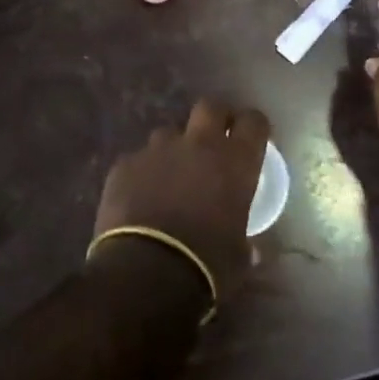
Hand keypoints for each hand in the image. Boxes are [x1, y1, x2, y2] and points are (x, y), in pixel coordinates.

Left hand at [91, 99, 269, 315]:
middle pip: (210, 107)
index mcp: (235, 161)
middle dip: (215, 118)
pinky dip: (143, 172)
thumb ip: (245, 243)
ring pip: (169, 132)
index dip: (254, 127)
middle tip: (215, 140)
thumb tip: (251, 249)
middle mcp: (198, 144)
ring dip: (175, 148)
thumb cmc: (207, 264)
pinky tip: (140, 196)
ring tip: (172, 174)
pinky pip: (138, 160)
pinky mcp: (124, 164)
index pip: (253, 122)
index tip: (252, 140)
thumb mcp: (239, 257)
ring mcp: (157, 150)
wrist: (146, 272)